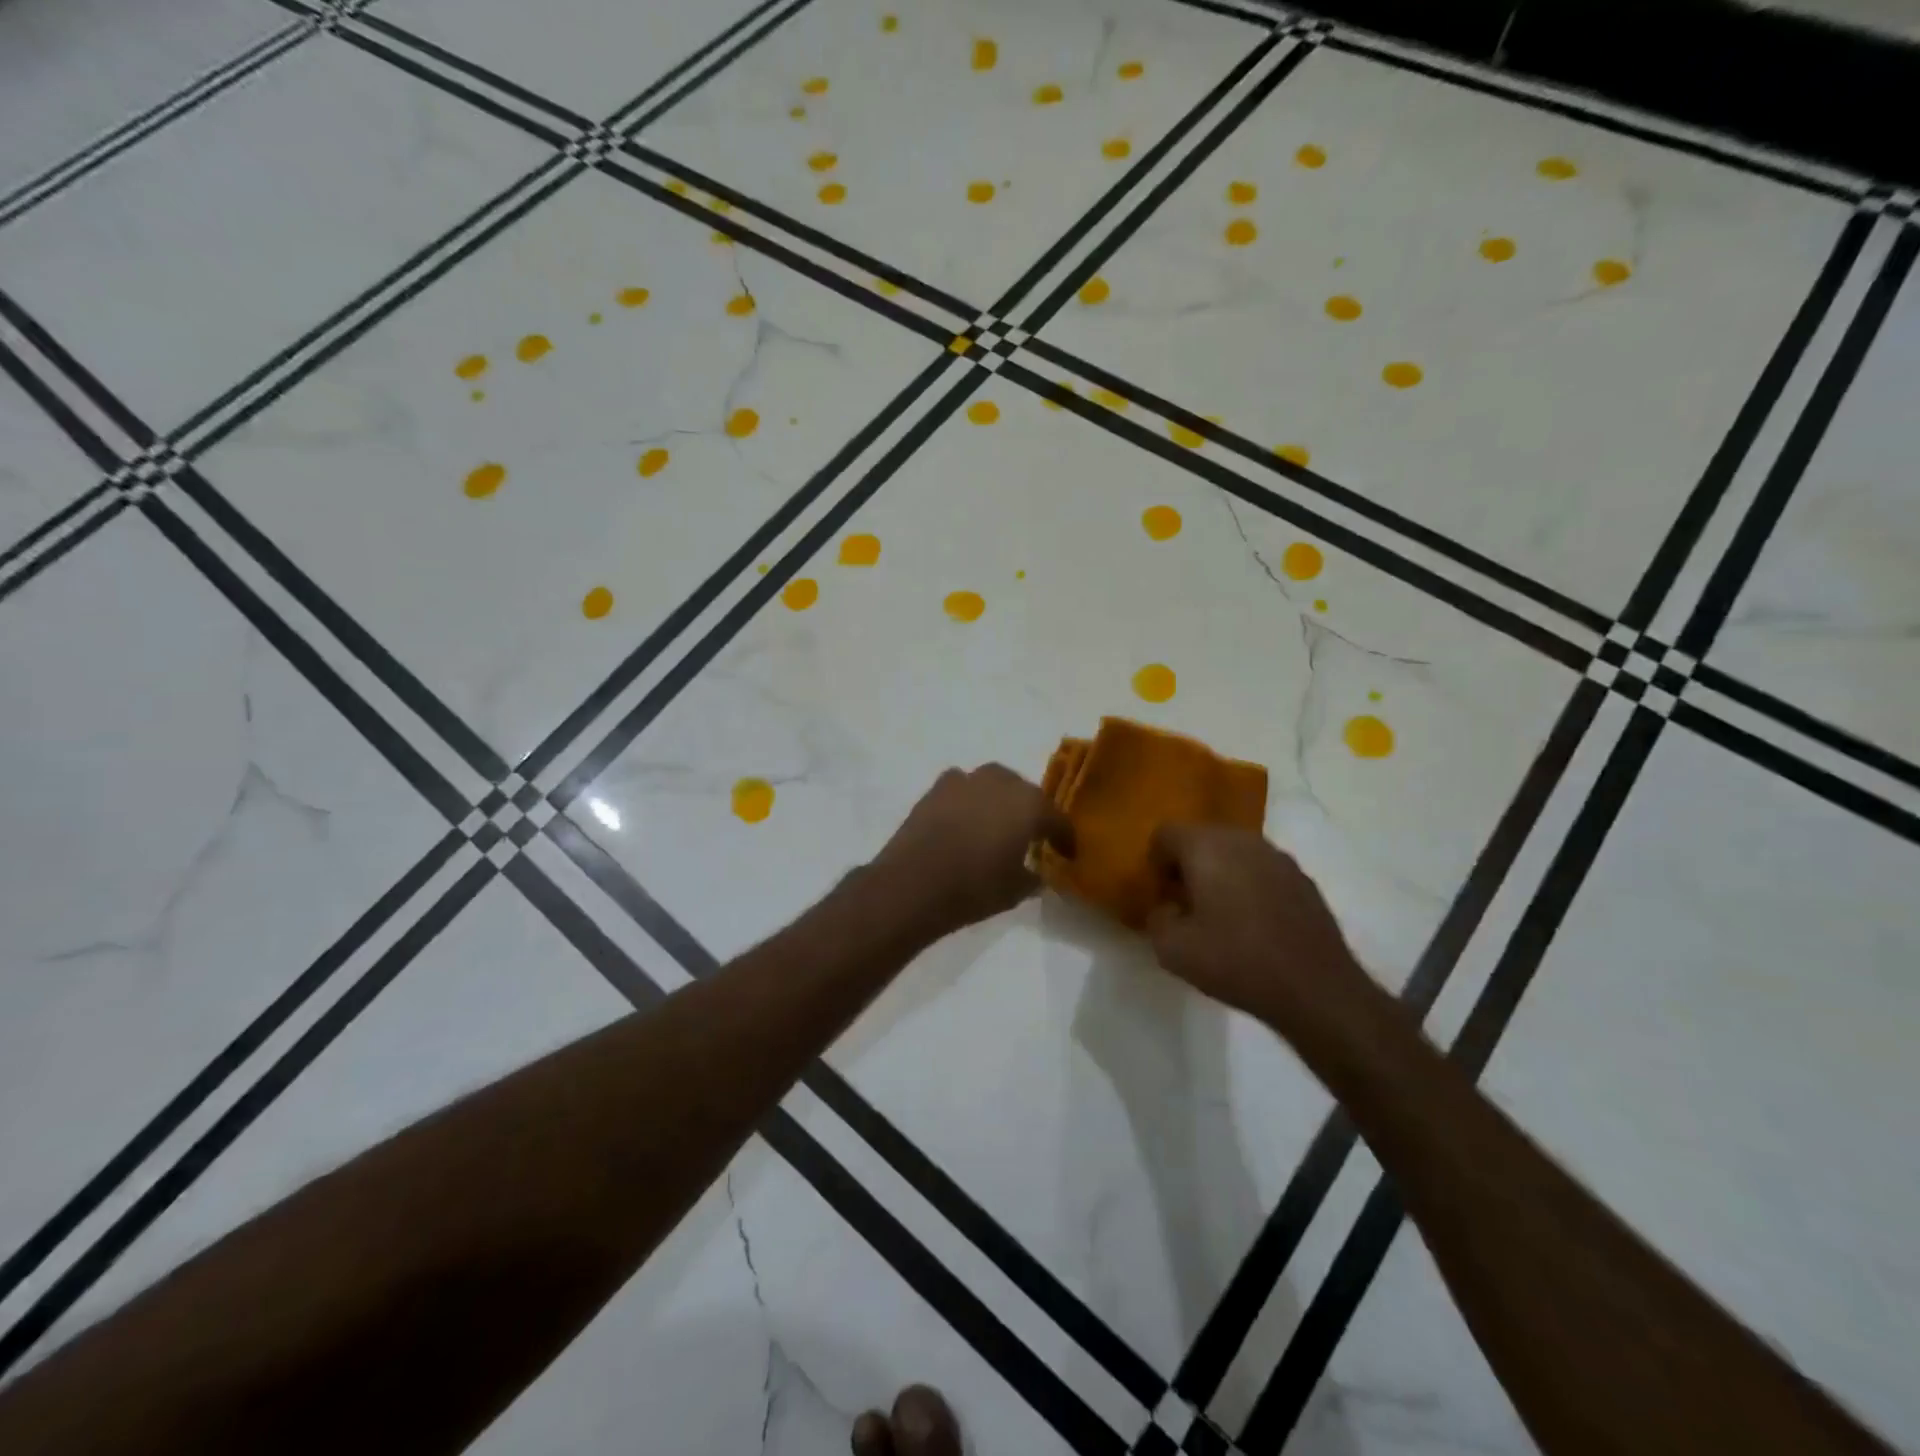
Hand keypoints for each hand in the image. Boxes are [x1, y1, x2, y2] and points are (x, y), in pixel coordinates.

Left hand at [870, 765, 1074, 938]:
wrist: (912, 884)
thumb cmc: (973, 888)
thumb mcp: (1015, 891)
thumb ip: (1033, 877)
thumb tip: (1036, 872)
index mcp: (1030, 805)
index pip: (1057, 819)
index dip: (1064, 838)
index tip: (1067, 854)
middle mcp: (1001, 783)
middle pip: (1026, 793)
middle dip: (1031, 812)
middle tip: (1031, 835)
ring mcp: (966, 781)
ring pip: (993, 783)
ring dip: (1000, 800)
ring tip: (996, 824)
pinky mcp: (936, 788)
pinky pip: (962, 787)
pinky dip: (969, 799)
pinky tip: (965, 818)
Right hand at [1145, 824, 1371, 1035]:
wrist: (1316, 989)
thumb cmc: (1236, 961)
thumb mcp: (1173, 950)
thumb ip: (1157, 919)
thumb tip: (1167, 908)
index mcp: (1207, 848)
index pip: (1166, 833)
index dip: (1156, 862)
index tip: (1161, 895)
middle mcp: (1243, 841)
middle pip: (1201, 838)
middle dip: (1188, 865)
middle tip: (1185, 905)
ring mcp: (1278, 858)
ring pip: (1235, 853)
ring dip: (1220, 874)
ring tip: (1220, 916)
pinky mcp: (1303, 880)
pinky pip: (1262, 871)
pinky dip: (1250, 886)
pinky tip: (1255, 925)